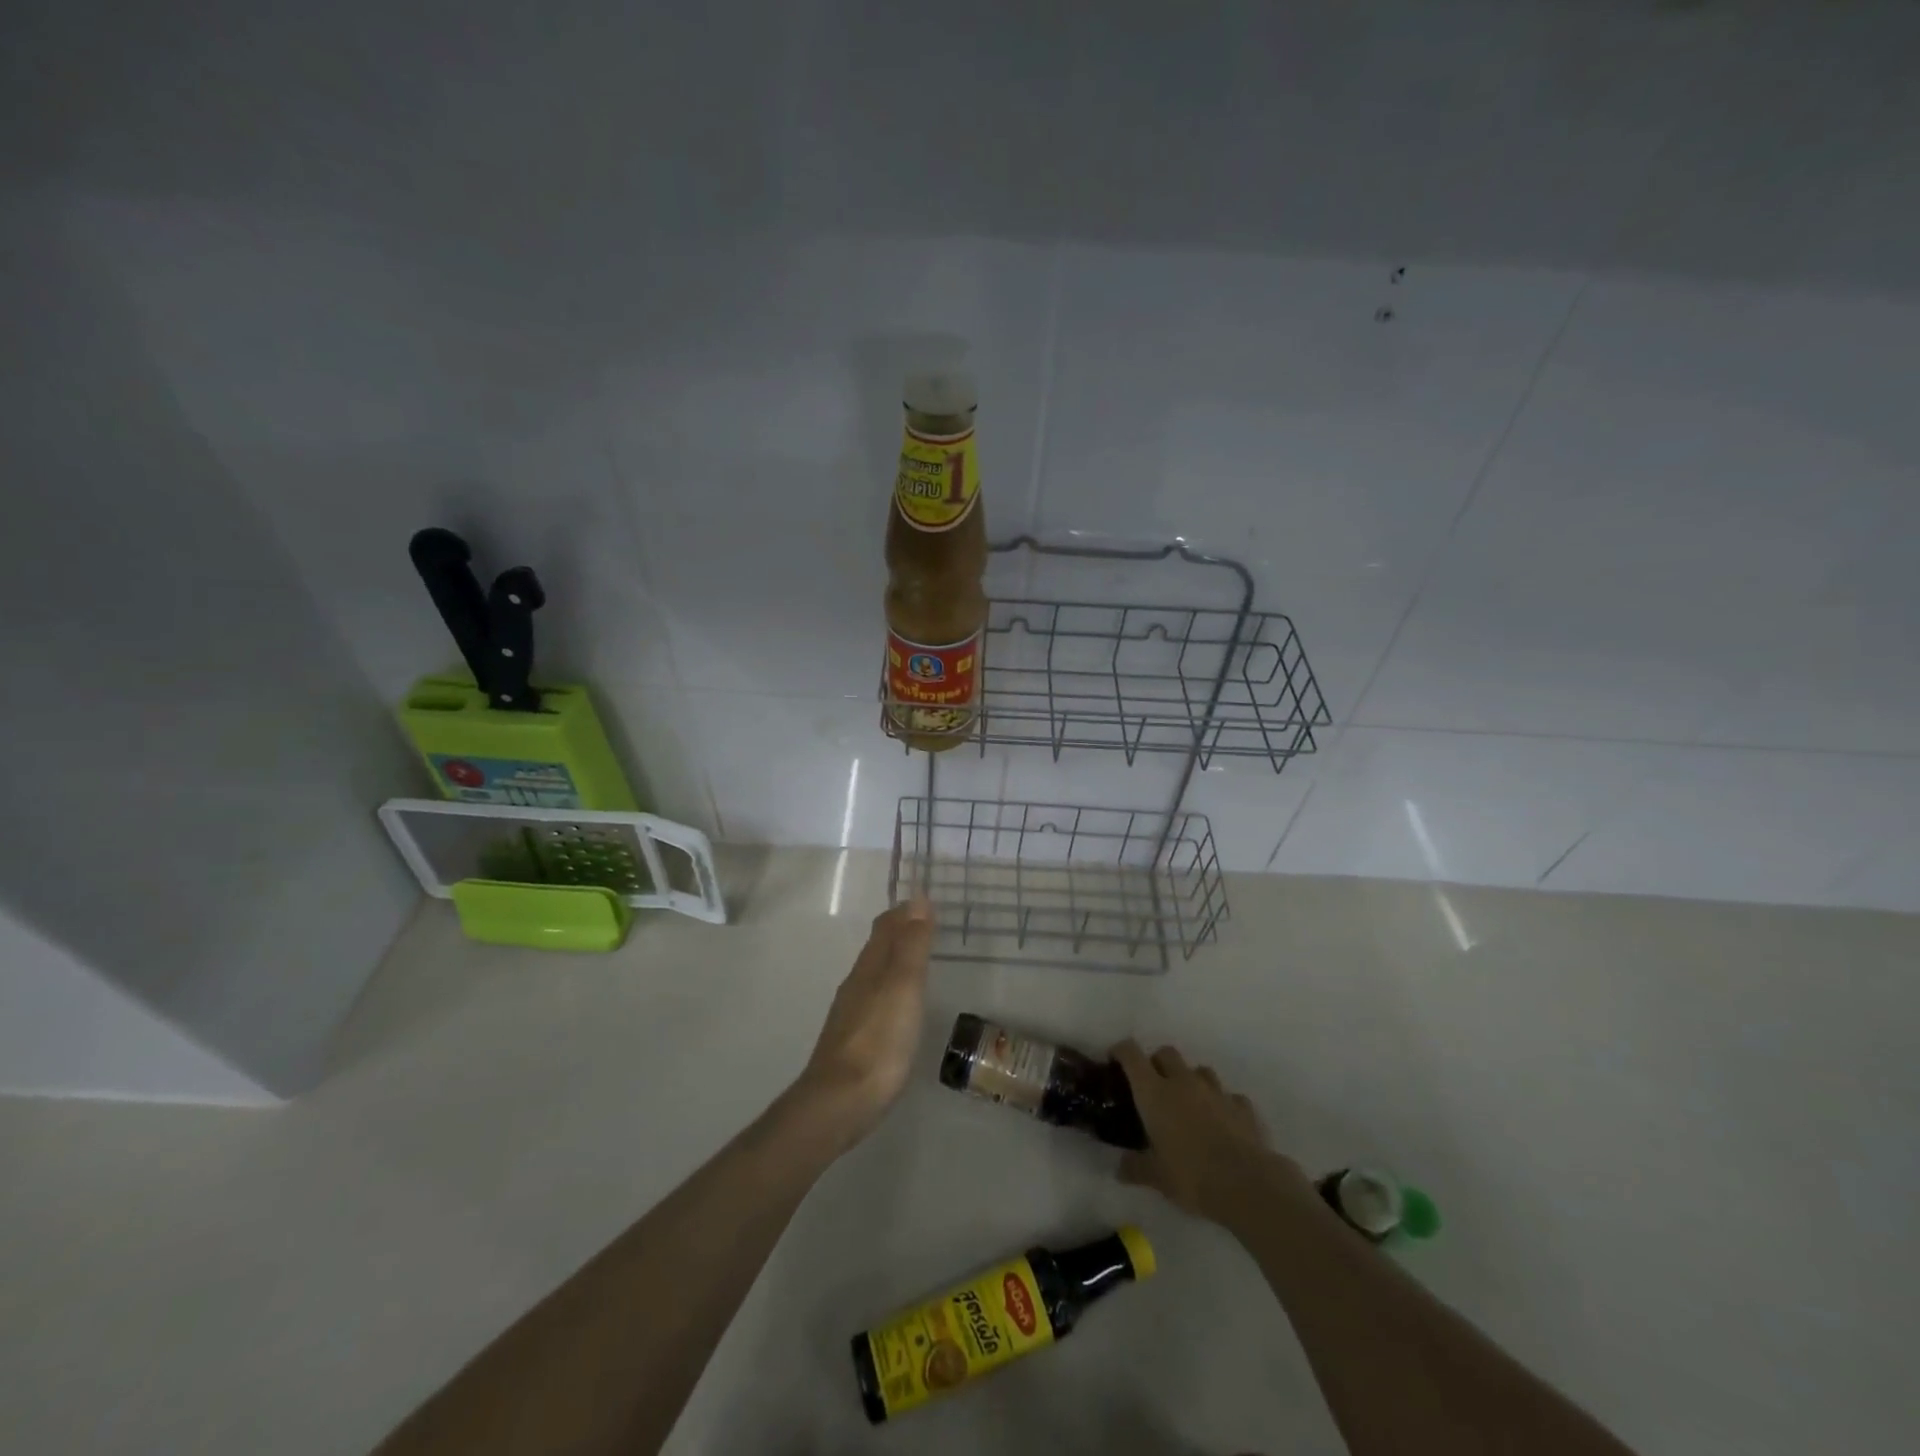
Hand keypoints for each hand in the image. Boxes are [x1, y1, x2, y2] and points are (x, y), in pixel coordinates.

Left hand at [790, 899, 934, 1149]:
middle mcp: (857, 984)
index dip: (904, 912)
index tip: (923, 899)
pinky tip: (896, 1004)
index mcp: (870, 967)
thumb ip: (911, 945)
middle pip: (877, 948)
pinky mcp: (853, 1041)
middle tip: (923, 922)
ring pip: (874, 973)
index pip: (886, 927)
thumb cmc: (879, 1041)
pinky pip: (874, 999)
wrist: (839, 1102)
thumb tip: (916, 898)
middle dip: (898, 931)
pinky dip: (889, 988)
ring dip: (893, 959)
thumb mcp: (903, 987)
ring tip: (915, 958)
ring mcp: (852, 1014)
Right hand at [1111, 1041, 1305, 1227]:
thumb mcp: (1156, 1177)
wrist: (1248, 1185)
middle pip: (1166, 1052)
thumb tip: (1119, 1168)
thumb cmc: (1191, 1176)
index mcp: (1154, 1092)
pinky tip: (1222, 1122)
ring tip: (1189, 1104)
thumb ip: (1135, 1167)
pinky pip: (1228, 1095)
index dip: (1121, 1051)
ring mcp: (1216, 1091)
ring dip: (1190, 1080)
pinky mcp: (1242, 1106)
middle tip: (1153, 1087)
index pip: (1131, 1054)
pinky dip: (1221, 1103)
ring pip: (1198, 1070)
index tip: (1115, 1059)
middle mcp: (1183, 1082)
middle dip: (1157, 1063)